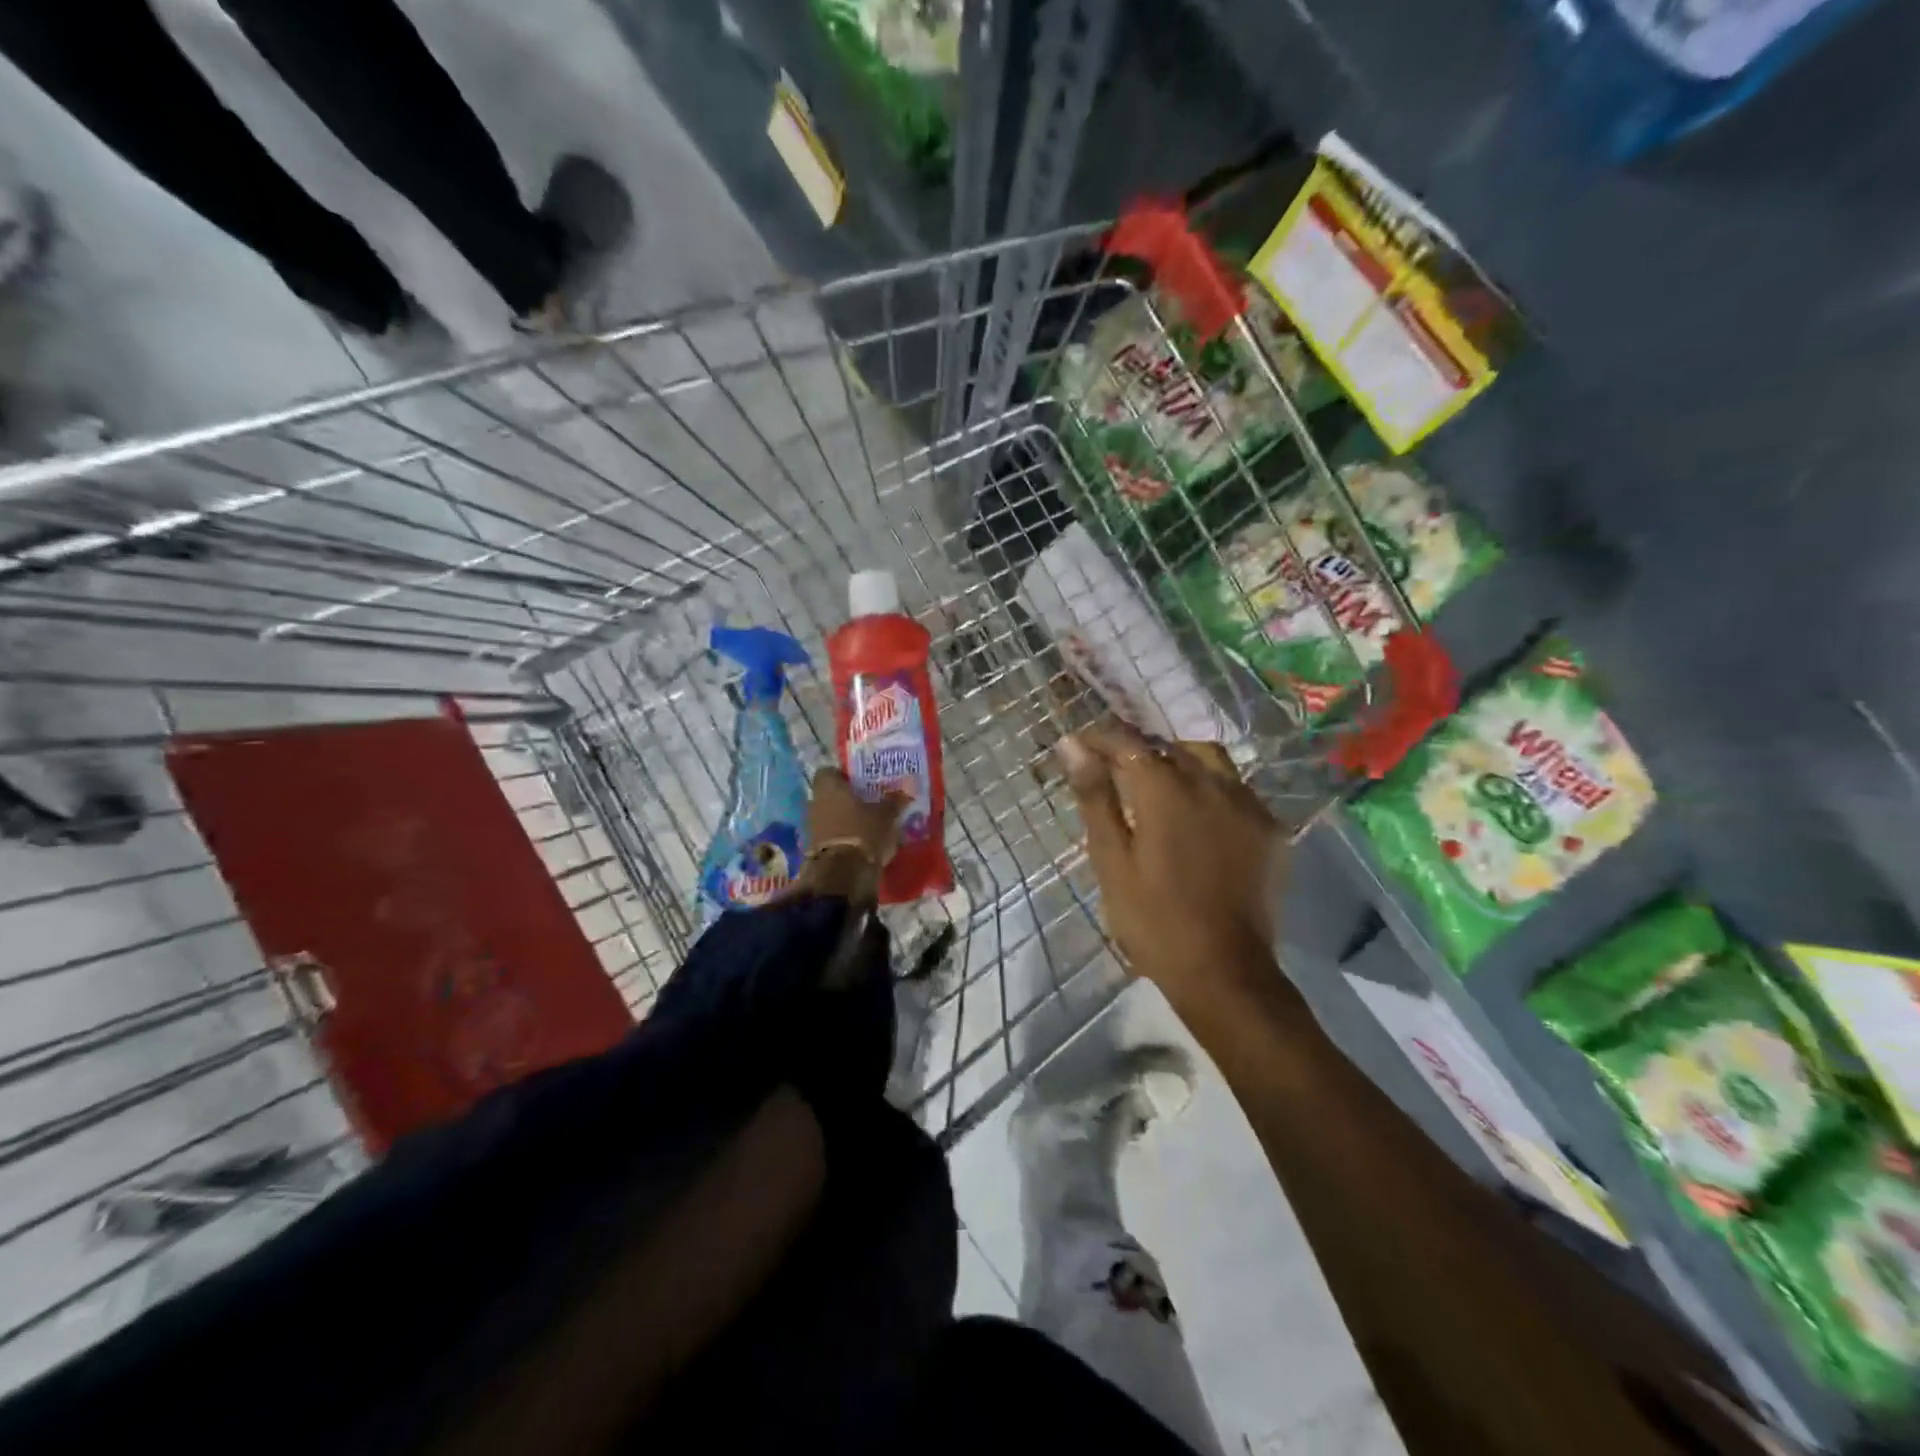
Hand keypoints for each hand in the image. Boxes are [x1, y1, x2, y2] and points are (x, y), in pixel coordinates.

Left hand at [806, 767, 909, 863]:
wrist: (842, 874)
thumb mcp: (886, 815)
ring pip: (829, 816)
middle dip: (846, 799)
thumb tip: (906, 789)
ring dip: (843, 819)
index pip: (829, 771)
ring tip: (866, 825)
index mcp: (828, 786)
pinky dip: (841, 837)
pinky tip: (859, 843)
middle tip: (868, 803)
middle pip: (829, 795)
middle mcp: (814, 802)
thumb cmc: (863, 832)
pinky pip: (829, 835)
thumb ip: (894, 800)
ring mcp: (811, 827)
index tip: (861, 782)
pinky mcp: (813, 848)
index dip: (844, 775)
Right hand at [1056, 722, 1284, 1014]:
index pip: (1128, 742)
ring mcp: (1247, 804)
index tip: (1079, 746)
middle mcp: (1211, 783)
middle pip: (1169, 746)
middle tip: (1112, 770)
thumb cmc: (1153, 920)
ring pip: (1208, 759)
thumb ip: (1095, 796)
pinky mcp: (1269, 828)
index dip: (1100, 738)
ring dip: (1177, 761)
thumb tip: (1073, 745)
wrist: (1224, 972)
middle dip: (1137, 750)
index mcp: (1166, 789)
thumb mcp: (1111, 859)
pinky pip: (1236, 789)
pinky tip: (1198, 814)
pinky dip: (1210, 787)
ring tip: (1156, 786)